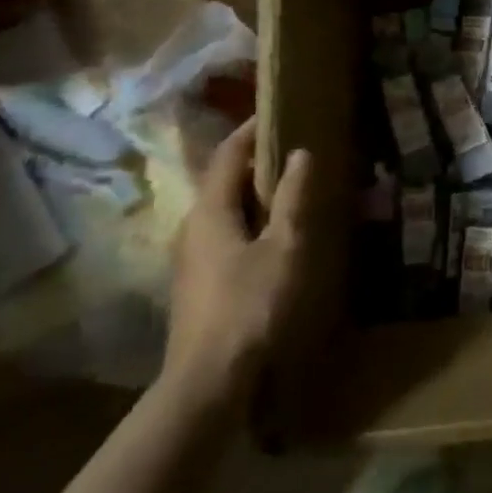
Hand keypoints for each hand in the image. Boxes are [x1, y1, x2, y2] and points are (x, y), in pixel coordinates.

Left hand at [162, 119, 312, 415]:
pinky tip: (274, 233)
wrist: (208, 381)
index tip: (275, 111)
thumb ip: (293, 198)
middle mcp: (192, 226)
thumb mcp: (284, 246)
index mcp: (209, 210)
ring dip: (253, 192)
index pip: (227, 154)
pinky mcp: (198, 282)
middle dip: (255, 161)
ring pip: (223, 209)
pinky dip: (249, 219)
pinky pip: (224, 233)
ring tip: (290, 186)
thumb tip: (300, 153)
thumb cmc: (251, 304)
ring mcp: (190, 257)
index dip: (250, 130)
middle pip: (222, 180)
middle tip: (293, 147)